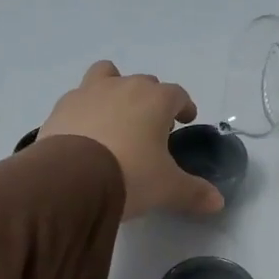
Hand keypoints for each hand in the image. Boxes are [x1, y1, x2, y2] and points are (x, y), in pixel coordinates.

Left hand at [39, 62, 225, 219]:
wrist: (70, 179)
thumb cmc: (130, 175)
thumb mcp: (167, 188)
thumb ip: (194, 192)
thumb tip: (218, 202)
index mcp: (155, 100)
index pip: (177, 94)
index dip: (184, 106)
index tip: (185, 119)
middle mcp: (123, 87)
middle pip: (143, 83)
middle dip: (151, 99)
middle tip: (152, 126)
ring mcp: (88, 93)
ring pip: (106, 75)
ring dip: (114, 89)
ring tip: (114, 116)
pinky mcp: (61, 108)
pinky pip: (78, 99)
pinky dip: (85, 110)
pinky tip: (84, 133)